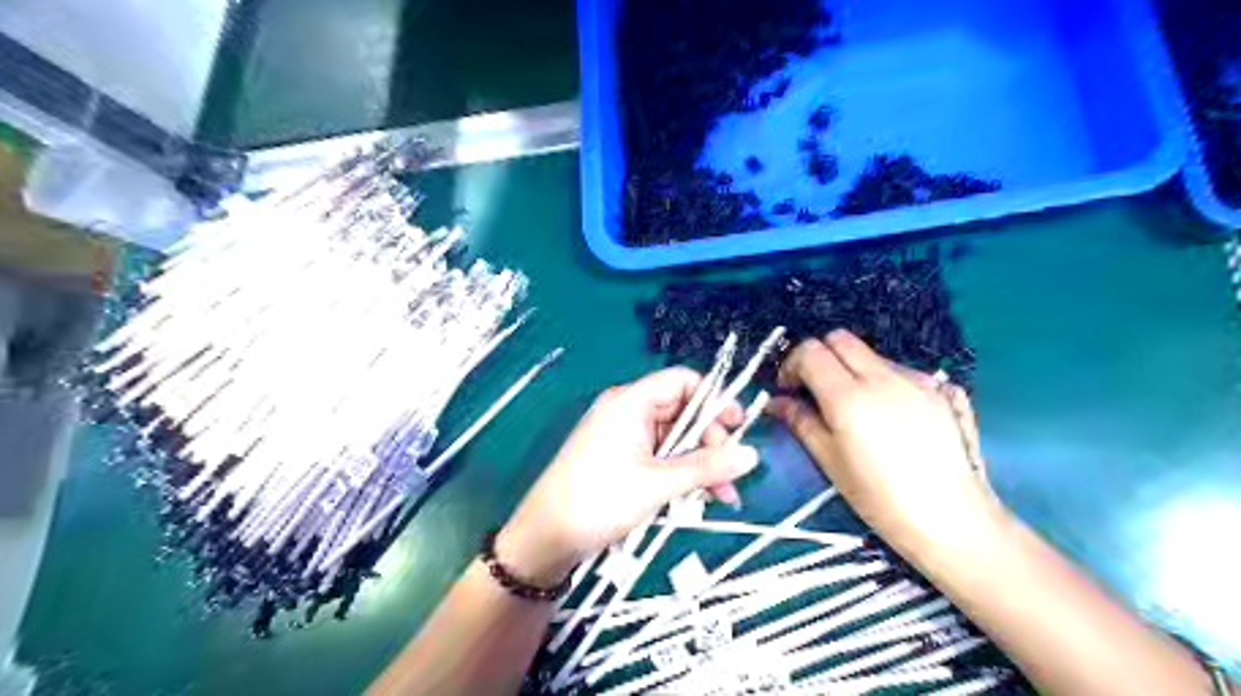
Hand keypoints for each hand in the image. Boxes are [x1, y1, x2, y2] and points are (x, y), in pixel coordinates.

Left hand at [499, 371, 762, 587]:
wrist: (546, 537)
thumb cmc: (600, 500)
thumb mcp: (658, 484)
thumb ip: (706, 467)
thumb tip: (752, 454)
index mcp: (631, 402)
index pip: (682, 381)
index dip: (713, 398)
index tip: (738, 425)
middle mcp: (628, 412)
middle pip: (683, 413)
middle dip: (711, 443)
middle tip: (732, 474)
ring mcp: (624, 437)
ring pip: (675, 440)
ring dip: (700, 465)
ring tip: (723, 497)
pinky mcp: (622, 460)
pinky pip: (661, 457)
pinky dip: (681, 474)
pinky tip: (700, 499)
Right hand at [772, 328, 994, 553]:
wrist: (952, 519)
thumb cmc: (880, 499)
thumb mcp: (830, 461)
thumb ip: (800, 421)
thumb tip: (776, 401)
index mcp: (849, 397)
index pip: (811, 351)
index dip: (791, 364)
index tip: (788, 388)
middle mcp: (883, 377)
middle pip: (840, 339)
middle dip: (819, 356)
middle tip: (813, 388)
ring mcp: (915, 379)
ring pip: (869, 353)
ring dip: (850, 368)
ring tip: (852, 406)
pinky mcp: (938, 388)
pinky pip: (897, 369)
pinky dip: (879, 380)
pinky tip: (885, 414)